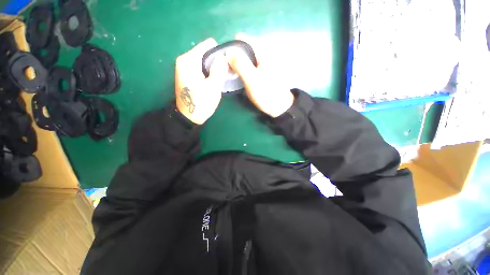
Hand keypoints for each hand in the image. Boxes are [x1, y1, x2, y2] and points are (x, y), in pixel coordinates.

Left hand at [175, 38, 227, 124]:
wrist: (189, 117)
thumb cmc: (201, 103)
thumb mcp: (213, 87)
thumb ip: (220, 70)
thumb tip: (224, 58)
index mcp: (189, 60)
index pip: (209, 44)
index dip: (220, 53)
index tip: (226, 65)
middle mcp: (185, 60)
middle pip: (206, 53)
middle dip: (217, 62)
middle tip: (225, 75)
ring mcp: (185, 67)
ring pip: (205, 61)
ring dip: (214, 68)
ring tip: (220, 79)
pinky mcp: (187, 75)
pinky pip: (202, 68)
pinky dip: (209, 73)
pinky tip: (213, 82)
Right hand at [226, 34, 293, 117]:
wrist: (280, 106)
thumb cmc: (268, 94)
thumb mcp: (253, 80)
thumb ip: (240, 65)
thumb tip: (228, 52)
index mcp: (262, 51)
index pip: (242, 39)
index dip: (231, 48)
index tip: (225, 61)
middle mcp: (262, 53)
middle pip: (242, 49)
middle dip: (233, 58)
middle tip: (229, 72)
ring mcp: (261, 62)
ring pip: (244, 58)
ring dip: (237, 65)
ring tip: (232, 77)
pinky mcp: (260, 71)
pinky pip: (247, 66)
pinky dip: (242, 70)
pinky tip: (239, 79)